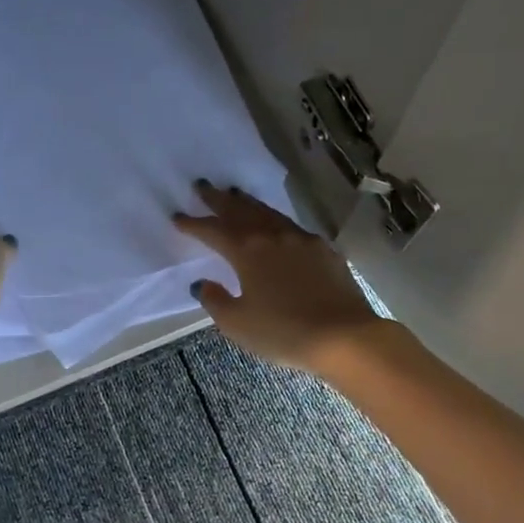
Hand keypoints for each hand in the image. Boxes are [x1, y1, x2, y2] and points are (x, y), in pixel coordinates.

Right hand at [173, 182, 390, 373]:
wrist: (345, 337)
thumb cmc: (284, 332)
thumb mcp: (238, 323)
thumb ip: (215, 300)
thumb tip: (201, 283)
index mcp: (247, 251)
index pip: (213, 231)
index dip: (193, 224)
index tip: (178, 216)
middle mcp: (273, 237)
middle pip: (240, 211)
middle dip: (219, 199)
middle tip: (203, 185)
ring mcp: (302, 240)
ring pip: (268, 213)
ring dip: (248, 203)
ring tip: (235, 194)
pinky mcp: (324, 251)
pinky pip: (292, 227)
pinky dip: (275, 220)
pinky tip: (277, 225)